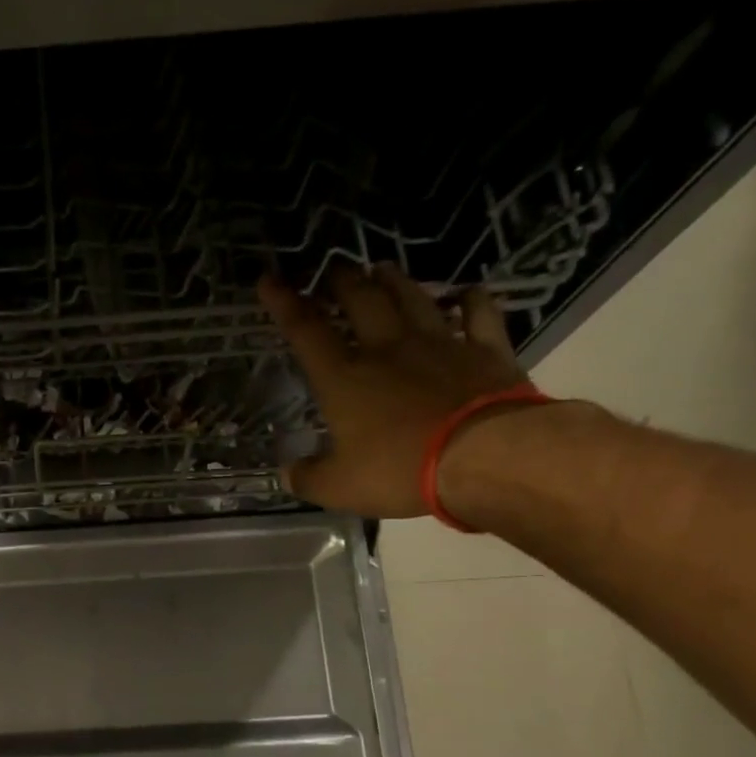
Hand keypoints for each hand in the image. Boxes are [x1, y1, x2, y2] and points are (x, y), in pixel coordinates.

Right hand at [262, 264, 532, 518]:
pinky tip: (465, 292)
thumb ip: (308, 478)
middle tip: (332, 270)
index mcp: (344, 379)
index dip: (284, 303)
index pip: (305, 331)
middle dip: (341, 281)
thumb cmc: (401, 470)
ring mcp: (440, 344)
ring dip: (393, 280)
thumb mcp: (339, 488)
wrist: (487, 456)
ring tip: (380, 268)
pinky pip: (478, 313)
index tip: (269, 280)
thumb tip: (288, 472)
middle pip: (361, 300)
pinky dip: (470, 298)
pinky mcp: (486, 351)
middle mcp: (387, 349)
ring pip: (412, 298)